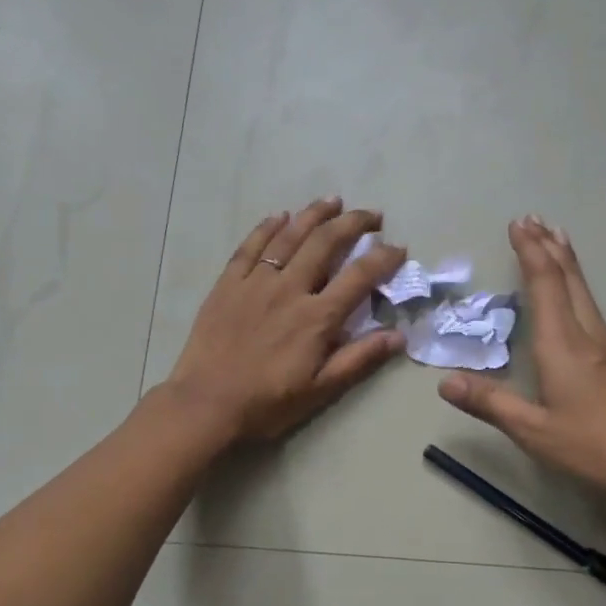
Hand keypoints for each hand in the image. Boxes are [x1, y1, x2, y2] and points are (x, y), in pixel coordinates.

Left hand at [165, 197, 407, 441]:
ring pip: (289, 236)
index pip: (359, 276)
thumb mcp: (320, 390)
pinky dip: (267, 227)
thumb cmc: (267, 403)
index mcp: (316, 317)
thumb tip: (399, 336)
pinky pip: (250, 246)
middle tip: (372, 216)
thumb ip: (359, 359)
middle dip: (353, 223)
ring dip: (314, 214)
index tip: (399, 248)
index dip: (384, 258)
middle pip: (326, 243)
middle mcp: (289, 289)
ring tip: (333, 201)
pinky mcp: (228, 283)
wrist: (206, 404)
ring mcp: (256, 282)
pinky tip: (279, 216)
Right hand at [438, 216, 605, 515]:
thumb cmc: (593, 447)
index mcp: (562, 345)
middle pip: (569, 279)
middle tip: (535, 219)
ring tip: (556, 241)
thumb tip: (444, 382)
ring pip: (584, 292)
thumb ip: (489, 403)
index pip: (544, 285)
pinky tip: (576, 298)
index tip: (518, 224)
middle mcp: (588, 335)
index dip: (530, 252)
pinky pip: (592, 309)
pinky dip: (577, 287)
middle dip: (550, 246)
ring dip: (566, 263)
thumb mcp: (533, 431)